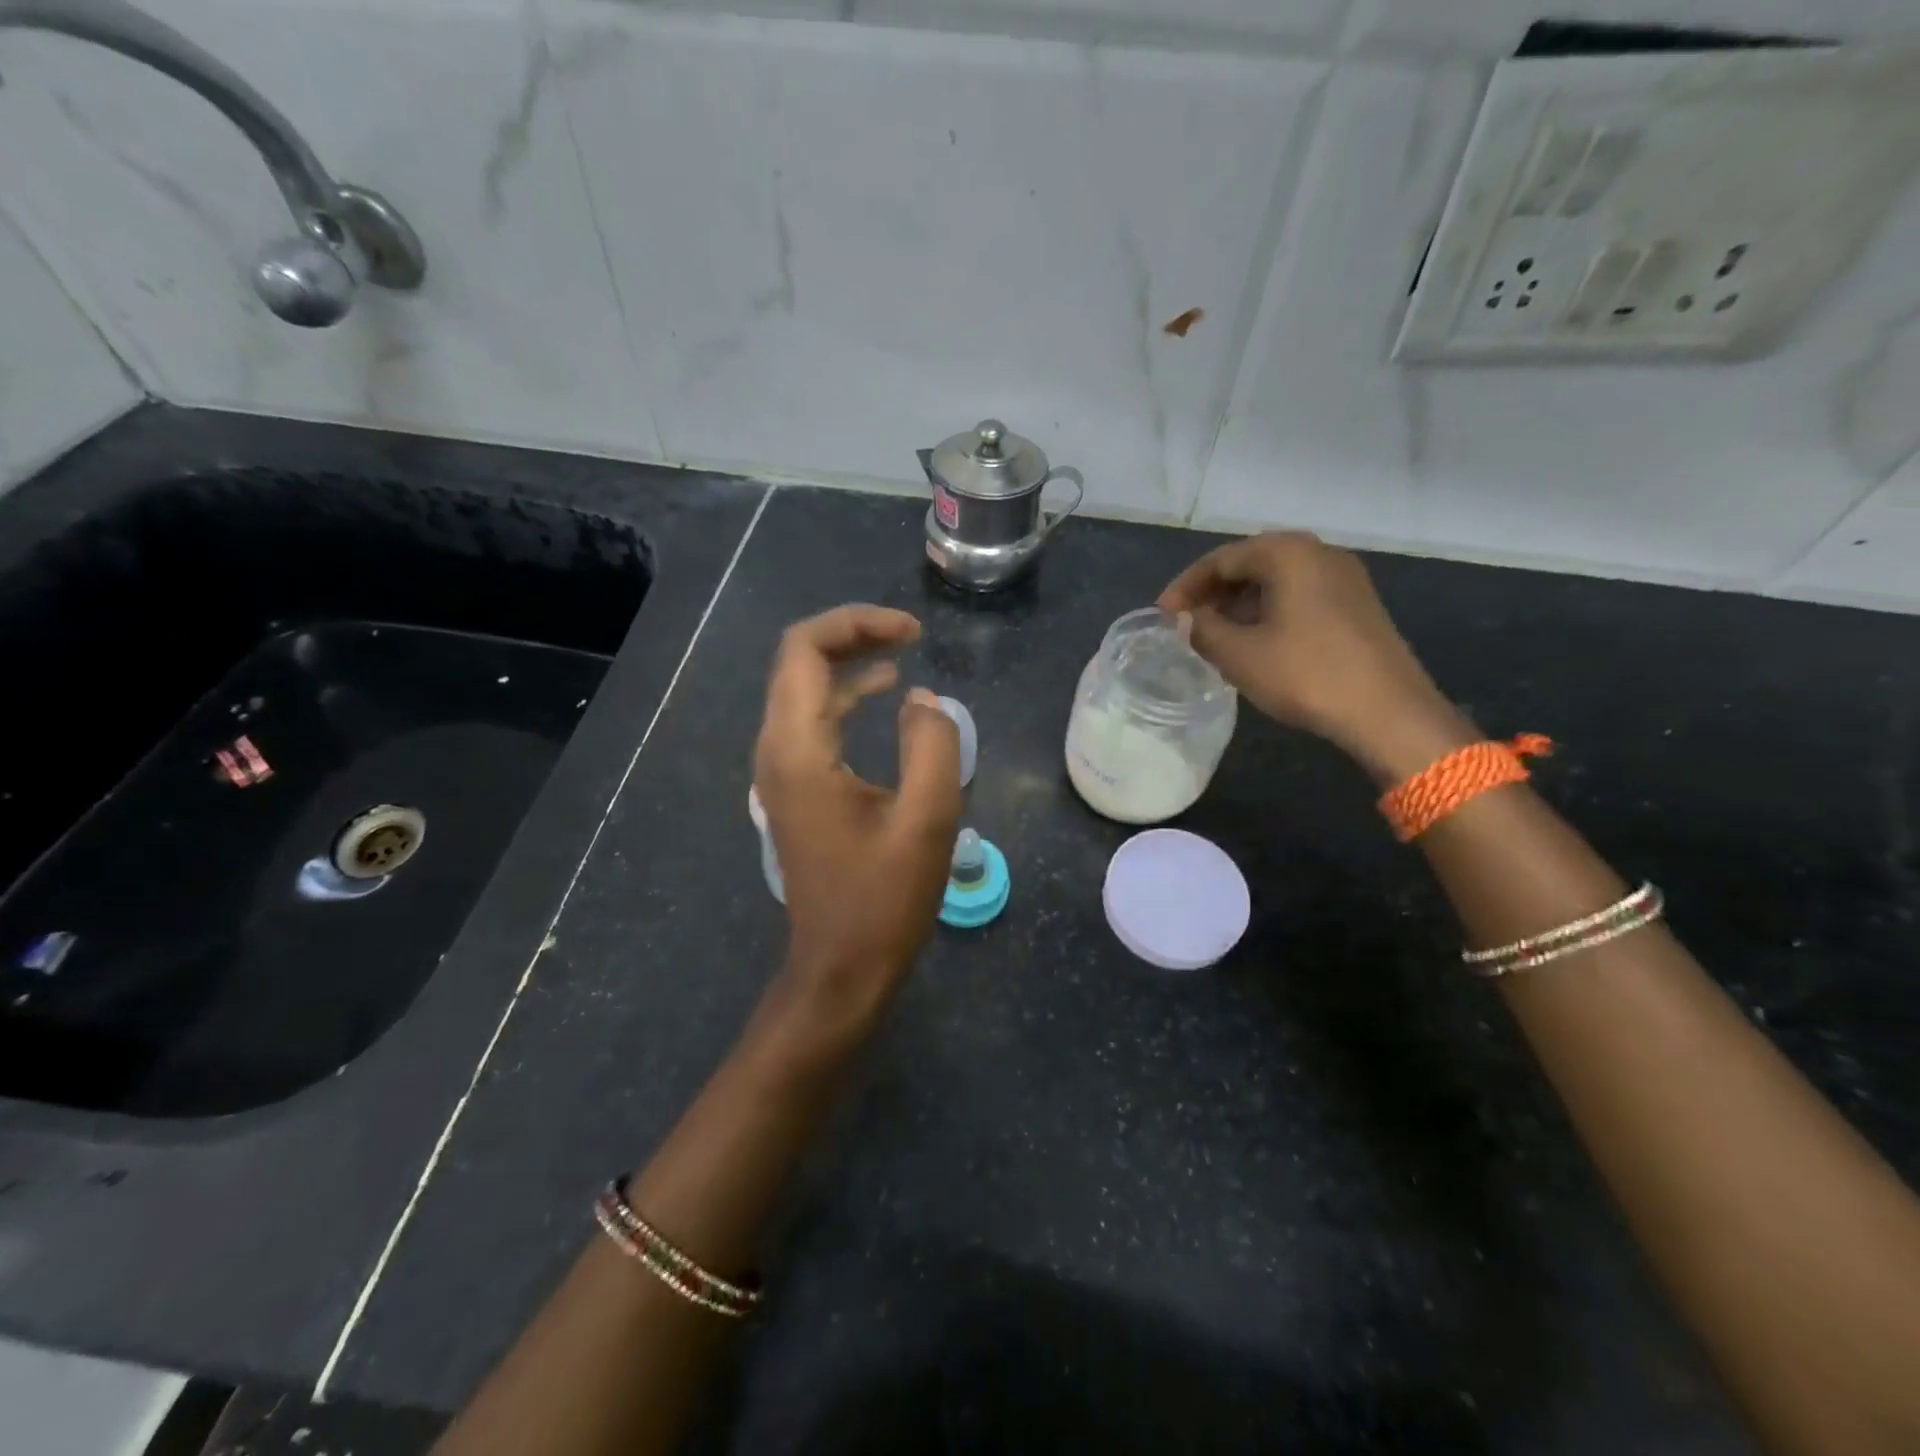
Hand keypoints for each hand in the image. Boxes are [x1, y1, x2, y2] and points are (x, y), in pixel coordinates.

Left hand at [752, 605, 961, 1047]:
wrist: (840, 968)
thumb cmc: (883, 901)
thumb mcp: (927, 821)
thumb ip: (933, 746)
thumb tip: (923, 699)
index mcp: (799, 750)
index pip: (806, 650)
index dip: (857, 624)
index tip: (914, 632)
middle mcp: (776, 750)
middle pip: (799, 661)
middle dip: (853, 635)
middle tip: (910, 635)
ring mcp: (780, 770)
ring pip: (803, 688)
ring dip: (849, 662)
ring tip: (903, 653)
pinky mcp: (794, 787)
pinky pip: (812, 720)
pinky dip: (845, 696)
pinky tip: (884, 696)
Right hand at [1158, 532, 1473, 782]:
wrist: (1388, 711)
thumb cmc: (1305, 674)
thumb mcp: (1239, 654)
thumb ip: (1202, 629)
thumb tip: (1184, 619)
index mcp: (1288, 553)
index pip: (1221, 559)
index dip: (1185, 587)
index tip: (1162, 616)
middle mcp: (1318, 552)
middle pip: (1250, 562)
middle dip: (1213, 592)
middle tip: (1186, 622)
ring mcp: (1344, 576)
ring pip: (1276, 579)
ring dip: (1239, 602)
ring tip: (1214, 634)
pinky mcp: (1356, 603)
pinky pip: (1299, 594)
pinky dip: (1268, 610)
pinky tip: (1254, 640)